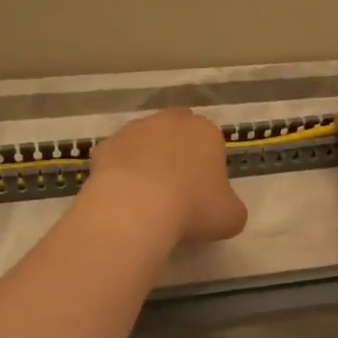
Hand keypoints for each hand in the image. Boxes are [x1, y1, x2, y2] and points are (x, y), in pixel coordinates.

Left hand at [84, 108, 248, 245]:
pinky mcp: (105, 145)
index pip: (212, 145)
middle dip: (177, 157)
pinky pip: (118, 159)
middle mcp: (171, 121)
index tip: (204, 195)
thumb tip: (222, 207)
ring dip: (147, 162)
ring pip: (145, 144)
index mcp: (206, 132)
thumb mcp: (231, 217)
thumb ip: (231, 207)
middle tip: (176, 193)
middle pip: (177, 137)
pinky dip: (121, 174)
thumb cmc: (193, 208)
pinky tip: (123, 198)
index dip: (209, 170)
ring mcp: (134, 130)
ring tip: (146, 199)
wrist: (136, 208)